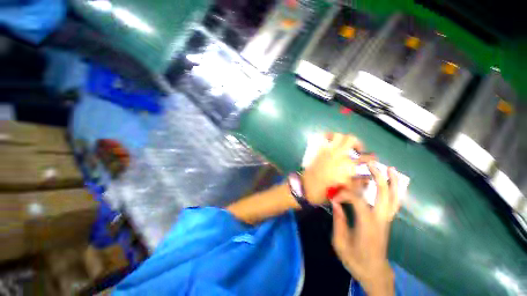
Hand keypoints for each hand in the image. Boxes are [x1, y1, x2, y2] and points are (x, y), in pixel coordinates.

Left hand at [302, 133, 374, 204]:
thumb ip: (358, 183)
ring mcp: (326, 150)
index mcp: (347, 166)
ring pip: (338, 136)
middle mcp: (338, 155)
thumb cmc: (325, 191)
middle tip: (358, 149)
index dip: (371, 157)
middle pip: (351, 139)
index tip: (373, 158)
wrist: (306, 187)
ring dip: (343, 138)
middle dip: (358, 143)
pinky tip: (330, 141)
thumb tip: (368, 177)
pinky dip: (328, 136)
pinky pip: (322, 137)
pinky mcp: (317, 150)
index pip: (365, 158)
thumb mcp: (345, 191)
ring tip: (343, 145)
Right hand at [331, 164, 399, 295]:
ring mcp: (386, 220)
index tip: (334, 197)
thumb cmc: (356, 260)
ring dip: (392, 182)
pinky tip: (393, 184)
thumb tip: (336, 203)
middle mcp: (380, 220)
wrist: (375, 273)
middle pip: (383, 195)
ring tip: (390, 169)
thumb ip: (338, 221)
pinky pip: (393, 204)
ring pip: (393, 198)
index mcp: (367, 225)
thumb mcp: (340, 244)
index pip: (357, 200)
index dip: (345, 194)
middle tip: (371, 165)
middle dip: (378, 178)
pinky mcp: (387, 222)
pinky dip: (394, 191)